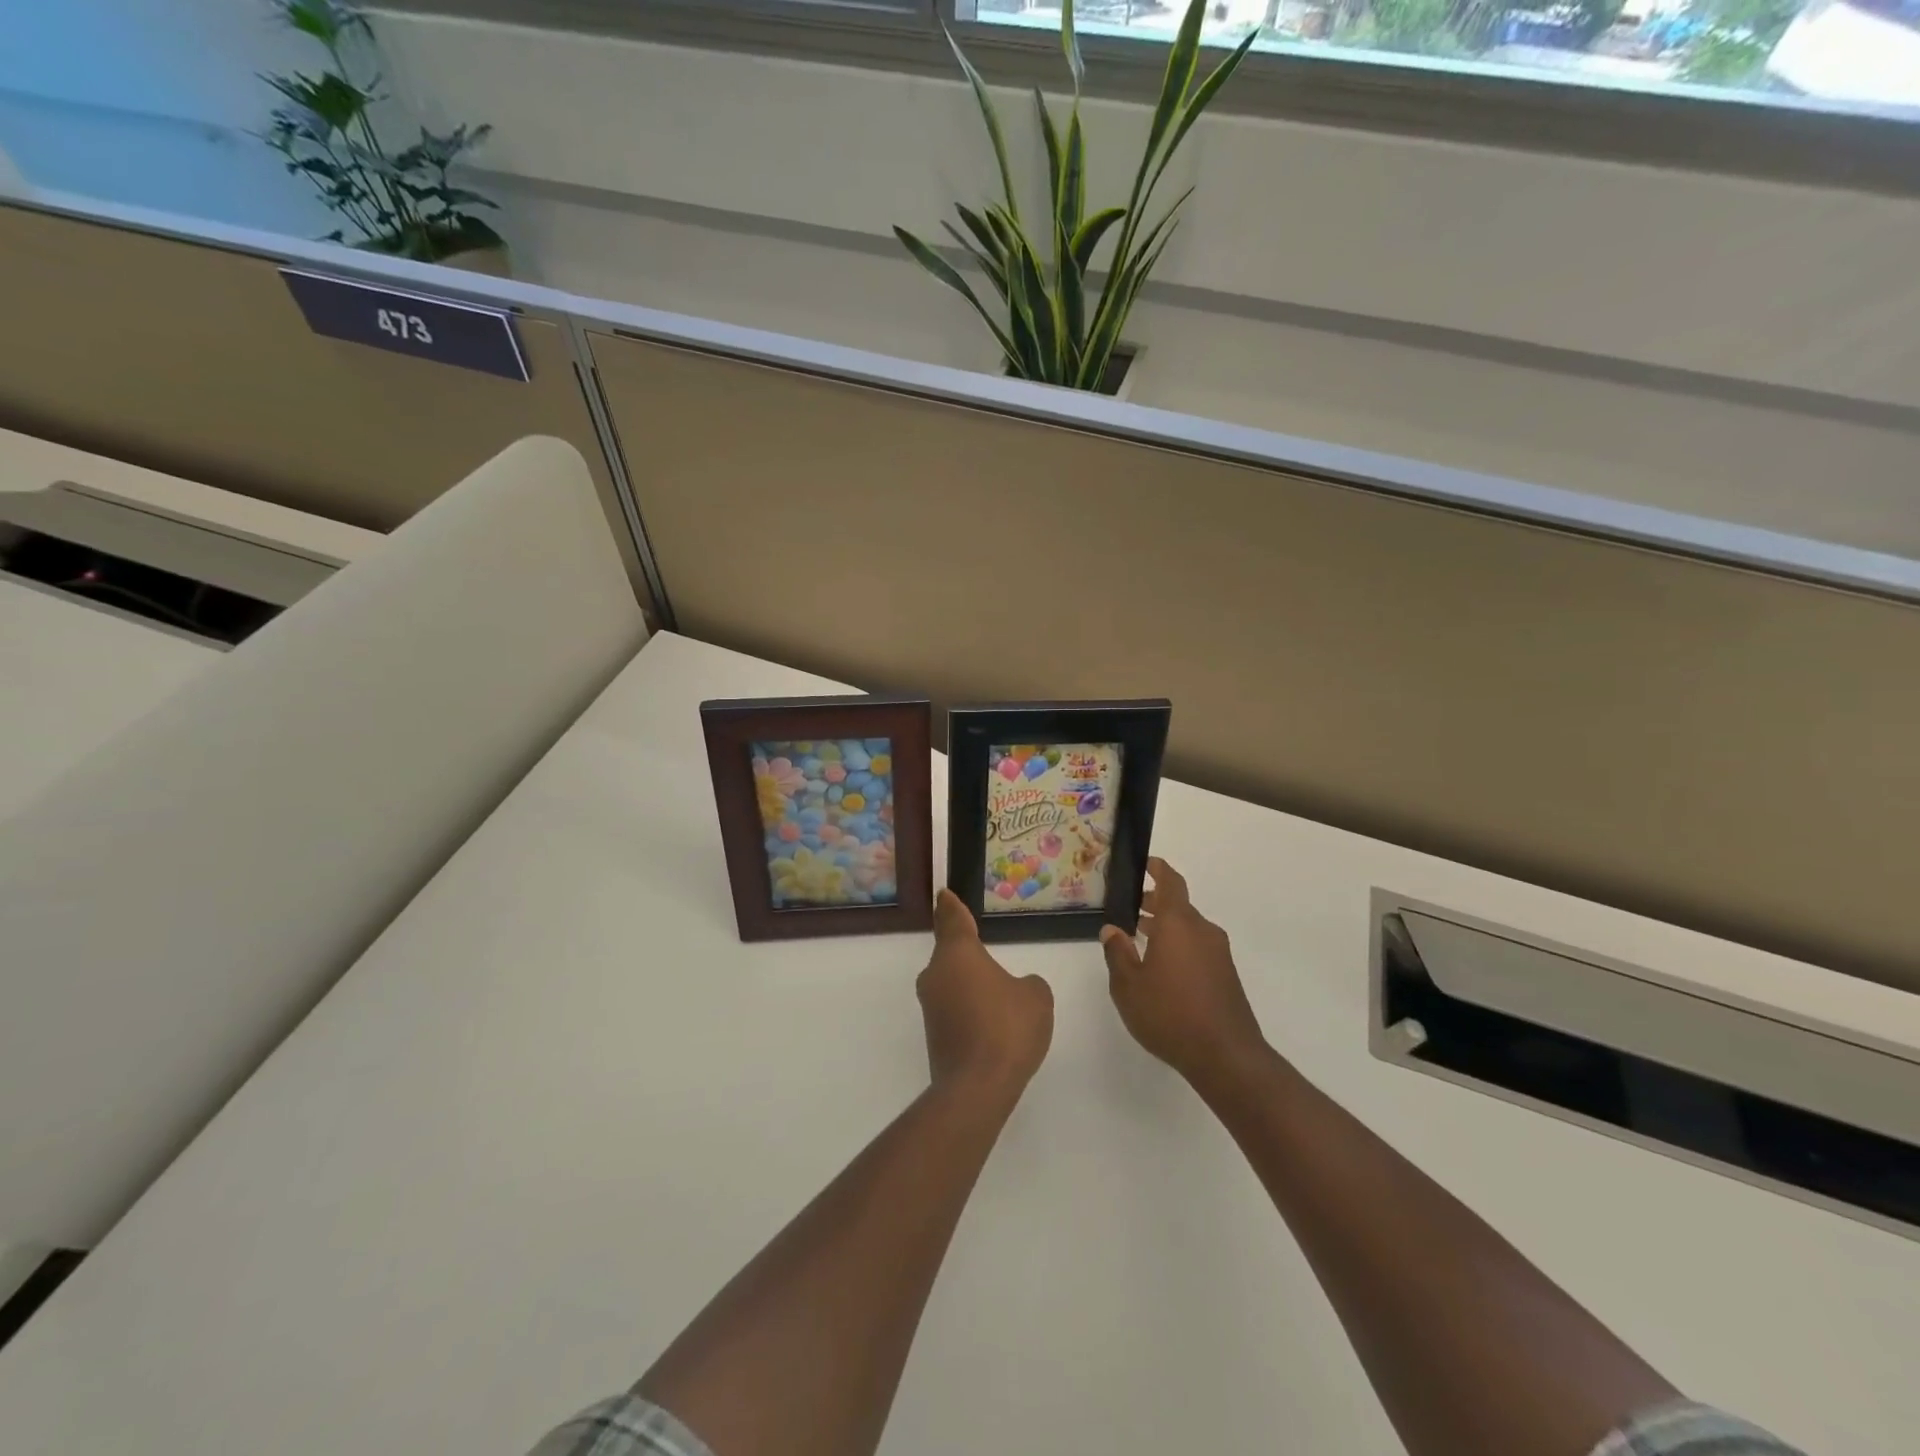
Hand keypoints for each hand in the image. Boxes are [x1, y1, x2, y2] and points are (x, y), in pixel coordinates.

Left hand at [918, 890, 1053, 1095]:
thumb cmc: (1008, 1028)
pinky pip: (953, 1008)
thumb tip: (1016, 988)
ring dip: (968, 983)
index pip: (953, 920)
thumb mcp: (1036, 997)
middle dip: (965, 951)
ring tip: (995, 991)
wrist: (977, 1088)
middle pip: (950, 953)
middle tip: (981, 945)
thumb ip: (1028, 984)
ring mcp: (931, 1006)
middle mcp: (937, 975)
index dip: (951, 906)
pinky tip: (990, 1023)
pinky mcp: (934, 1034)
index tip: (944, 894)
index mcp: (958, 954)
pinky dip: (969, 1009)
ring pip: (951, 982)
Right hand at [1100, 859, 1266, 1087]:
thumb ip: (1118, 953)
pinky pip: (1198, 948)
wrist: (1226, 1056)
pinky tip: (1162, 970)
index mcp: (1178, 924)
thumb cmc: (1170, 1014)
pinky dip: (1179, 946)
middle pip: (1178, 906)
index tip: (1145, 863)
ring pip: (1188, 929)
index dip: (1158, 869)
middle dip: (1154, 904)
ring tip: (1140, 940)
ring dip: (1166, 928)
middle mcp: (1202, 931)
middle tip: (1129, 909)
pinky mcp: (1226, 976)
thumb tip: (1112, 930)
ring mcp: (1218, 954)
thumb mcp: (1128, 986)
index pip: (1171, 882)